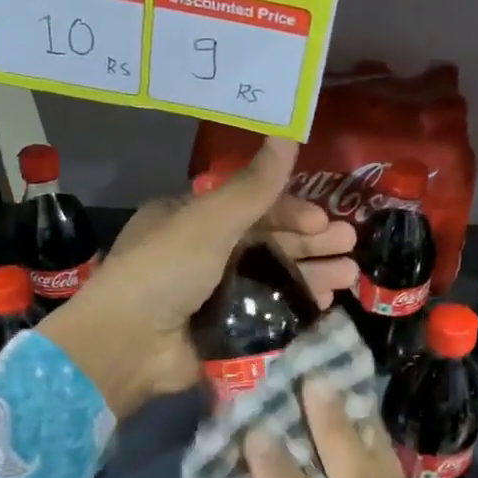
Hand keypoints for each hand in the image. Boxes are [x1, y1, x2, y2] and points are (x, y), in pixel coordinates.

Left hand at [38, 139, 355, 418]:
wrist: (127, 346)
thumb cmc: (165, 270)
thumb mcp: (208, 221)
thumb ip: (253, 185)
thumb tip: (288, 131)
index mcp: (191, 220)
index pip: (250, 208)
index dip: (290, 212)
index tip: (322, 221)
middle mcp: (202, 254)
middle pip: (267, 243)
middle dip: (310, 243)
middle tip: (350, 246)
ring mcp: (213, 296)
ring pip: (272, 279)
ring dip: (310, 275)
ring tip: (349, 277)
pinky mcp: (223, 332)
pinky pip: (267, 314)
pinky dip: (295, 308)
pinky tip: (324, 305)